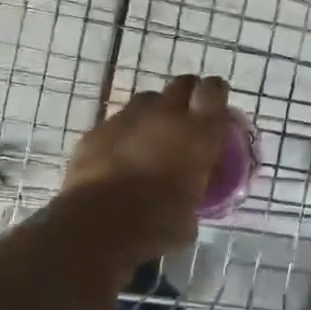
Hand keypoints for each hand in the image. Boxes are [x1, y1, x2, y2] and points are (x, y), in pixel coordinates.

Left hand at [61, 74, 231, 257]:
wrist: (99, 225)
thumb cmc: (158, 223)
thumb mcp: (191, 214)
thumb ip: (194, 193)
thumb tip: (188, 198)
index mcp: (198, 132)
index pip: (214, 90)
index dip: (215, 94)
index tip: (215, 108)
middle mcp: (165, 115)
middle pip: (181, 84)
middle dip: (186, 96)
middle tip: (186, 119)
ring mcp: (126, 119)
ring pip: (145, 102)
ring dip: (152, 115)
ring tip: (150, 140)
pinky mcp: (95, 131)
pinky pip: (114, 125)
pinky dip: (121, 137)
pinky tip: (117, 160)